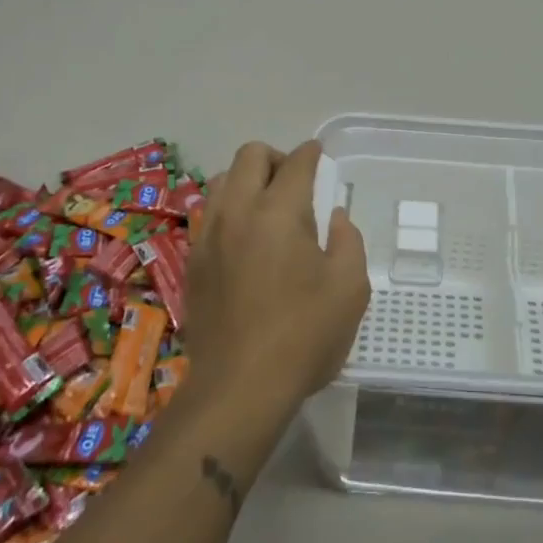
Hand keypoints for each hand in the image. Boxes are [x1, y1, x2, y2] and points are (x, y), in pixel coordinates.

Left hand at [184, 141, 370, 423]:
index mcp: (279, 212)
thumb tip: (335, 217)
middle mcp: (238, 212)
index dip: (311, 153)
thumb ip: (349, 240)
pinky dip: (228, 210)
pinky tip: (244, 239)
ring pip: (222, 180)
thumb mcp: (350, 288)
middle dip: (276, 157)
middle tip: (295, 183)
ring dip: (247, 181)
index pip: (295, 162)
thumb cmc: (304, 336)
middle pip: (250, 155)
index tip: (320, 156)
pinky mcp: (192, 263)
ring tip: (267, 208)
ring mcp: (208, 236)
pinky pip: (208, 215)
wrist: (238, 389)